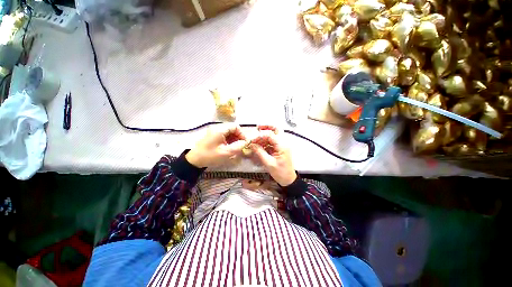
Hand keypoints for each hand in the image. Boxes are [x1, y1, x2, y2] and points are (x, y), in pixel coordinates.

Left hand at [186, 124, 246, 167]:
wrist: (194, 161)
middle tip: (241, 146)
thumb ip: (238, 146)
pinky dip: (229, 140)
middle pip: (232, 128)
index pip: (235, 126)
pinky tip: (229, 147)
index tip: (245, 142)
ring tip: (236, 148)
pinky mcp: (213, 136)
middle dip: (238, 137)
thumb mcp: (226, 152)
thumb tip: (246, 142)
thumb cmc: (210, 156)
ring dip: (234, 139)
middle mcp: (217, 128)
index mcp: (220, 130)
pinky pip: (224, 135)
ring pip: (229, 132)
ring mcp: (214, 132)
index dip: (242, 133)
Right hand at [250, 126, 296, 185]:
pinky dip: (266, 142)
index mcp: (282, 146)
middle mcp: (284, 143)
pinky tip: (260, 145)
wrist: (288, 180)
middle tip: (257, 128)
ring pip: (274, 135)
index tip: (252, 141)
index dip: (260, 136)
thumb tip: (252, 145)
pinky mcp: (280, 148)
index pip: (270, 135)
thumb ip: (260, 152)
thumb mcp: (268, 163)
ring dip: (265, 136)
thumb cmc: (280, 173)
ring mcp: (282, 145)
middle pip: (276, 129)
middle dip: (267, 127)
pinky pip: (273, 142)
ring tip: (256, 140)